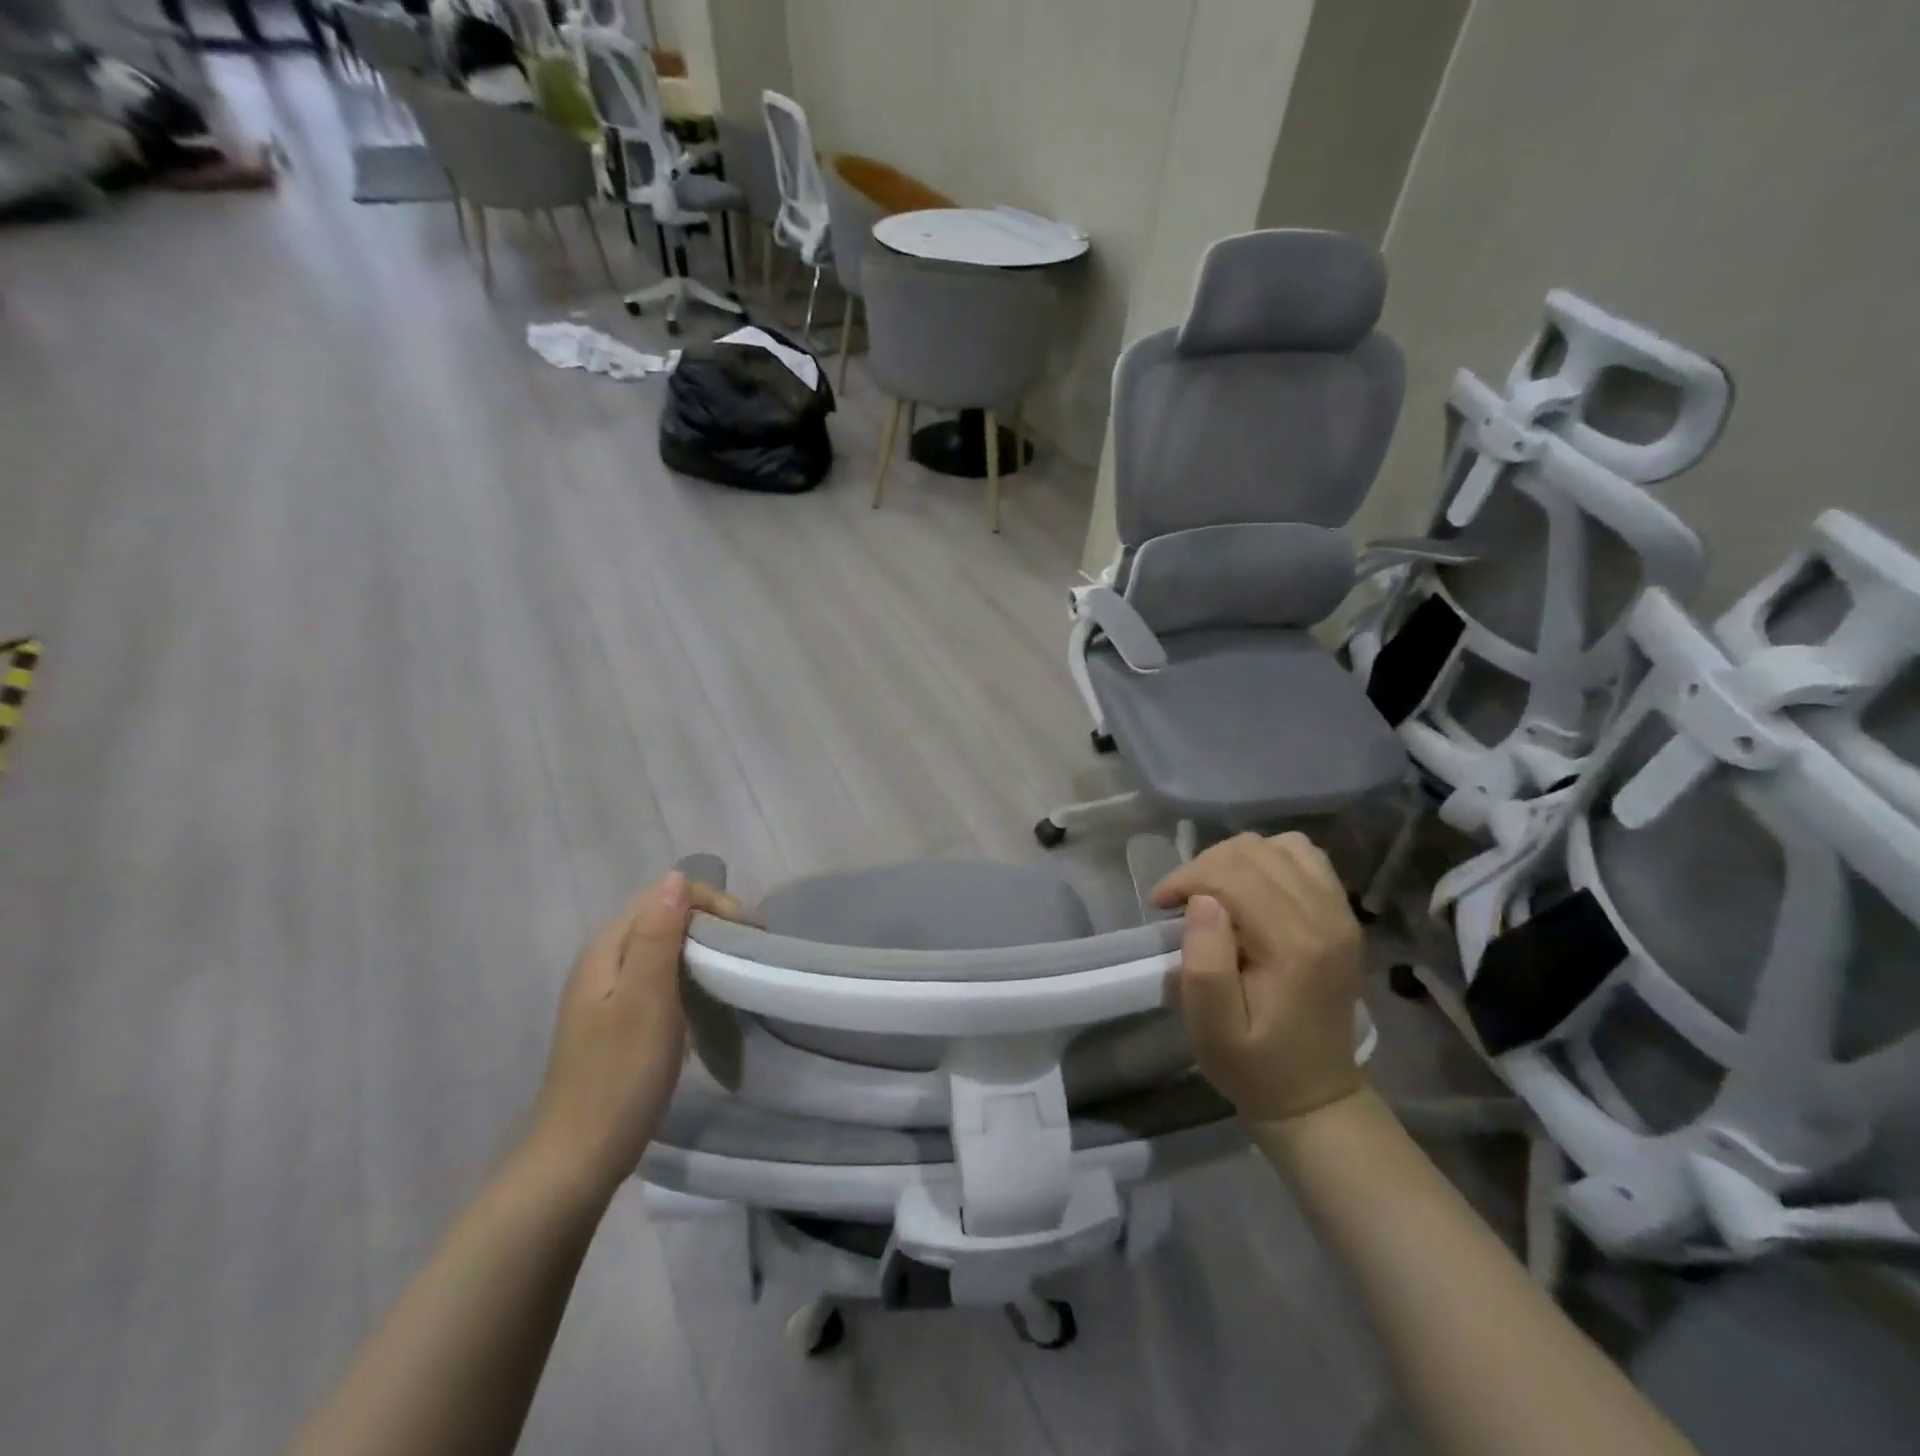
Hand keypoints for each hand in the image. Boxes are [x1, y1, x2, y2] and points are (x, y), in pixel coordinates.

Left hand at [525, 872, 745, 1199]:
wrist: (578, 1159)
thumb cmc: (618, 1076)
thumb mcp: (645, 1000)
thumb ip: (658, 936)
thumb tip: (674, 877)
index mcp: (607, 949)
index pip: (662, 895)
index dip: (709, 902)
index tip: (747, 932)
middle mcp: (604, 961)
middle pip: (663, 917)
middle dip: (710, 922)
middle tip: (749, 951)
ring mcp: (609, 993)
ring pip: (664, 948)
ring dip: (702, 949)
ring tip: (737, 969)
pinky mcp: (619, 1020)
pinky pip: (661, 977)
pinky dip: (689, 976)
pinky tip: (708, 998)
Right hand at [1152, 832, 1364, 1124]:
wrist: (1316, 1095)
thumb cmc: (1254, 1065)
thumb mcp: (1212, 1029)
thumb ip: (1205, 964)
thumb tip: (1202, 902)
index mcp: (1293, 945)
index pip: (1231, 874)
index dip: (1186, 878)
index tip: (1160, 905)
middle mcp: (1326, 917)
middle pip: (1253, 852)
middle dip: (1204, 866)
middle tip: (1180, 901)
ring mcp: (1341, 913)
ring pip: (1280, 845)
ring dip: (1236, 859)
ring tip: (1213, 892)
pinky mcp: (1343, 915)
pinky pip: (1305, 857)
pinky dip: (1269, 860)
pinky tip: (1250, 889)